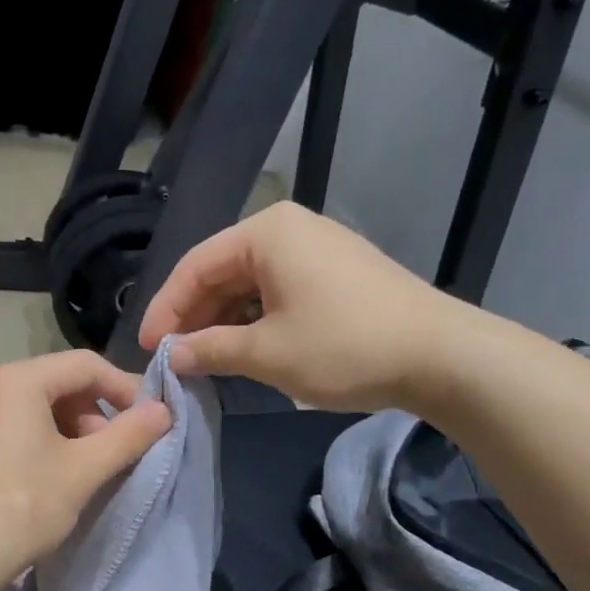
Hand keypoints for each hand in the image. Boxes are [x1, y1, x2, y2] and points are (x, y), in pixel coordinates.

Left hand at [0, 351, 171, 590]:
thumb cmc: (21, 509)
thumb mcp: (84, 471)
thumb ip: (129, 435)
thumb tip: (163, 410)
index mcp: (14, 379)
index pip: (85, 366)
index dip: (124, 388)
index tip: (147, 421)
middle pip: (54, 382)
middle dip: (90, 413)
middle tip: (108, 453)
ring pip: (28, 405)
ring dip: (63, 428)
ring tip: (77, 469)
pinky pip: (2, 423)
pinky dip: (31, 438)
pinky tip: (39, 476)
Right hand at [137, 202, 476, 411]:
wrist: (441, 356)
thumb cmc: (343, 346)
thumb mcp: (266, 353)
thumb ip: (209, 349)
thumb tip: (172, 355)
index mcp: (266, 233)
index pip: (195, 267)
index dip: (164, 309)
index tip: (148, 348)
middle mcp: (288, 229)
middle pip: (220, 272)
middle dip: (193, 317)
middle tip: (173, 358)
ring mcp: (315, 249)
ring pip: (248, 285)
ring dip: (222, 323)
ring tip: (203, 360)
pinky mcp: (335, 273)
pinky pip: (276, 292)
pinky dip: (254, 321)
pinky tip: (243, 351)